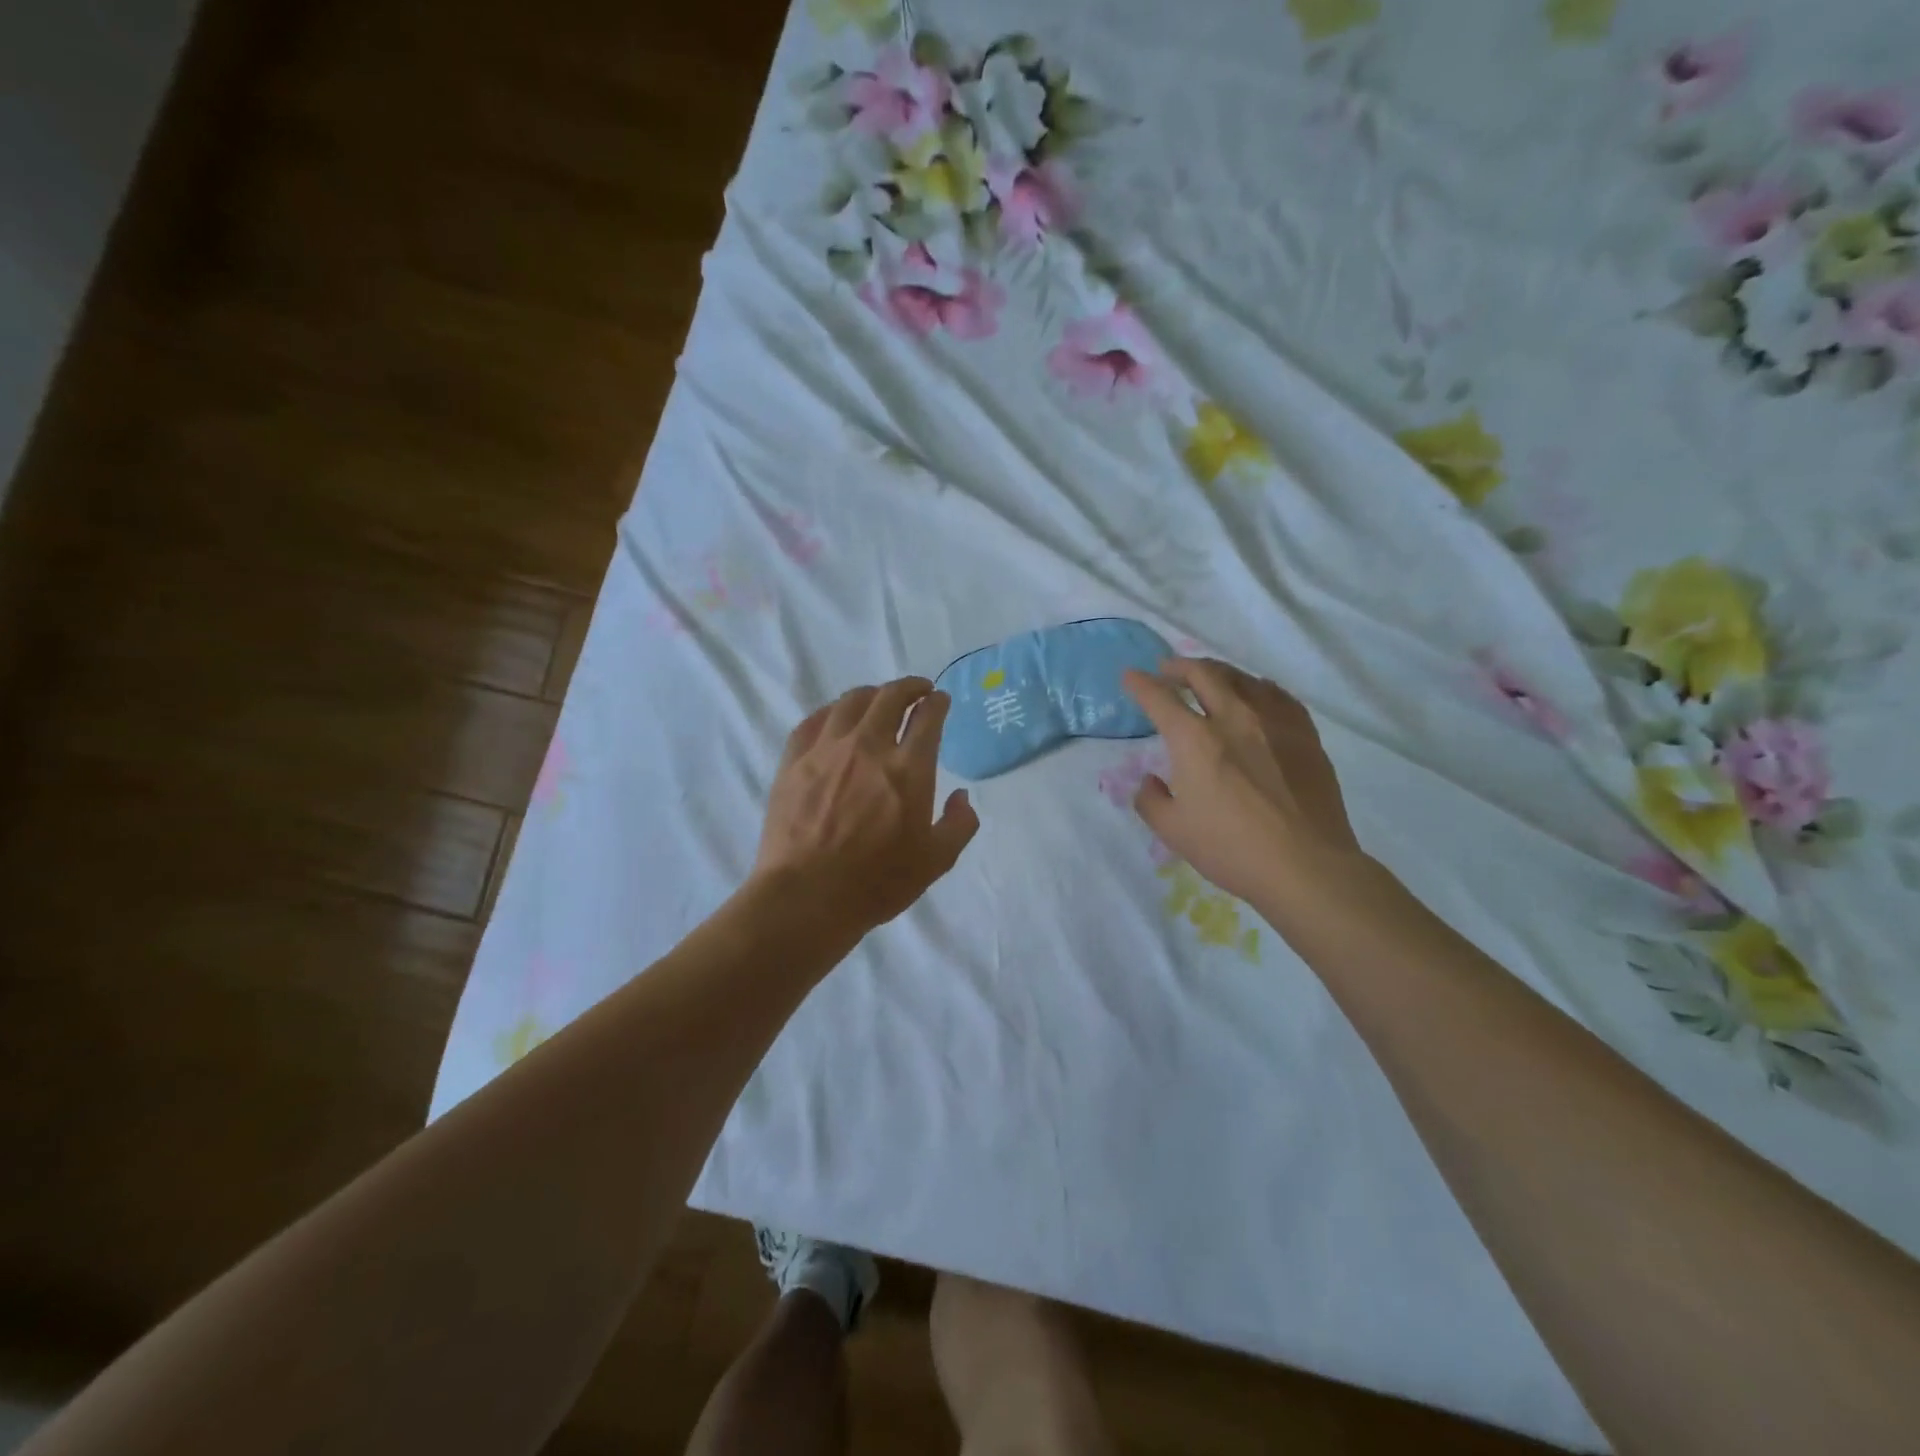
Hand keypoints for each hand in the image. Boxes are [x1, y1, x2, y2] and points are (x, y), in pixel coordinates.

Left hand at [755, 677, 979, 933]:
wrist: (807, 897)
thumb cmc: (877, 882)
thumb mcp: (936, 861)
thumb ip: (959, 824)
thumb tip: (962, 797)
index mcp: (908, 768)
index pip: (928, 717)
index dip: (937, 703)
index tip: (940, 700)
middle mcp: (868, 747)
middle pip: (889, 697)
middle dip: (909, 687)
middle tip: (917, 690)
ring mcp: (826, 750)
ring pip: (850, 702)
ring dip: (871, 694)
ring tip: (878, 699)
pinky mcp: (793, 761)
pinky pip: (813, 721)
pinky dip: (831, 712)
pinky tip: (835, 718)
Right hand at [1121, 658, 1363, 911]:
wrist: (1305, 865)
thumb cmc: (1230, 848)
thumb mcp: (1172, 831)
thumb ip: (1151, 800)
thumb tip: (1151, 782)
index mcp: (1194, 739)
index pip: (1160, 698)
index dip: (1140, 684)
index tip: (1130, 676)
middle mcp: (1233, 718)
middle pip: (1204, 674)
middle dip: (1179, 666)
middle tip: (1168, 670)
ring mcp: (1274, 722)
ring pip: (1243, 679)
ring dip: (1219, 672)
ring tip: (1210, 678)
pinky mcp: (1304, 735)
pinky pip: (1279, 696)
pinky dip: (1259, 687)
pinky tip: (1258, 694)